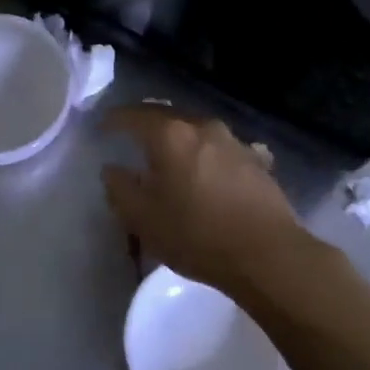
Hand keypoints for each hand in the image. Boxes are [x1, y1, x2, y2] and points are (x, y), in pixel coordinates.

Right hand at [101, 104, 309, 297]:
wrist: (267, 254)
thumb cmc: (196, 234)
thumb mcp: (142, 219)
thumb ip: (120, 189)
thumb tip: (112, 170)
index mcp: (170, 135)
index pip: (134, 115)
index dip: (114, 120)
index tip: (102, 126)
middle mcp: (203, 128)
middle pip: (167, 117)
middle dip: (147, 125)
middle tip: (131, 137)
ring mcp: (234, 142)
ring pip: (196, 131)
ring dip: (178, 140)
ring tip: (168, 157)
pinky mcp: (256, 161)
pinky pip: (219, 150)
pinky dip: (204, 156)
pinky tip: (204, 173)